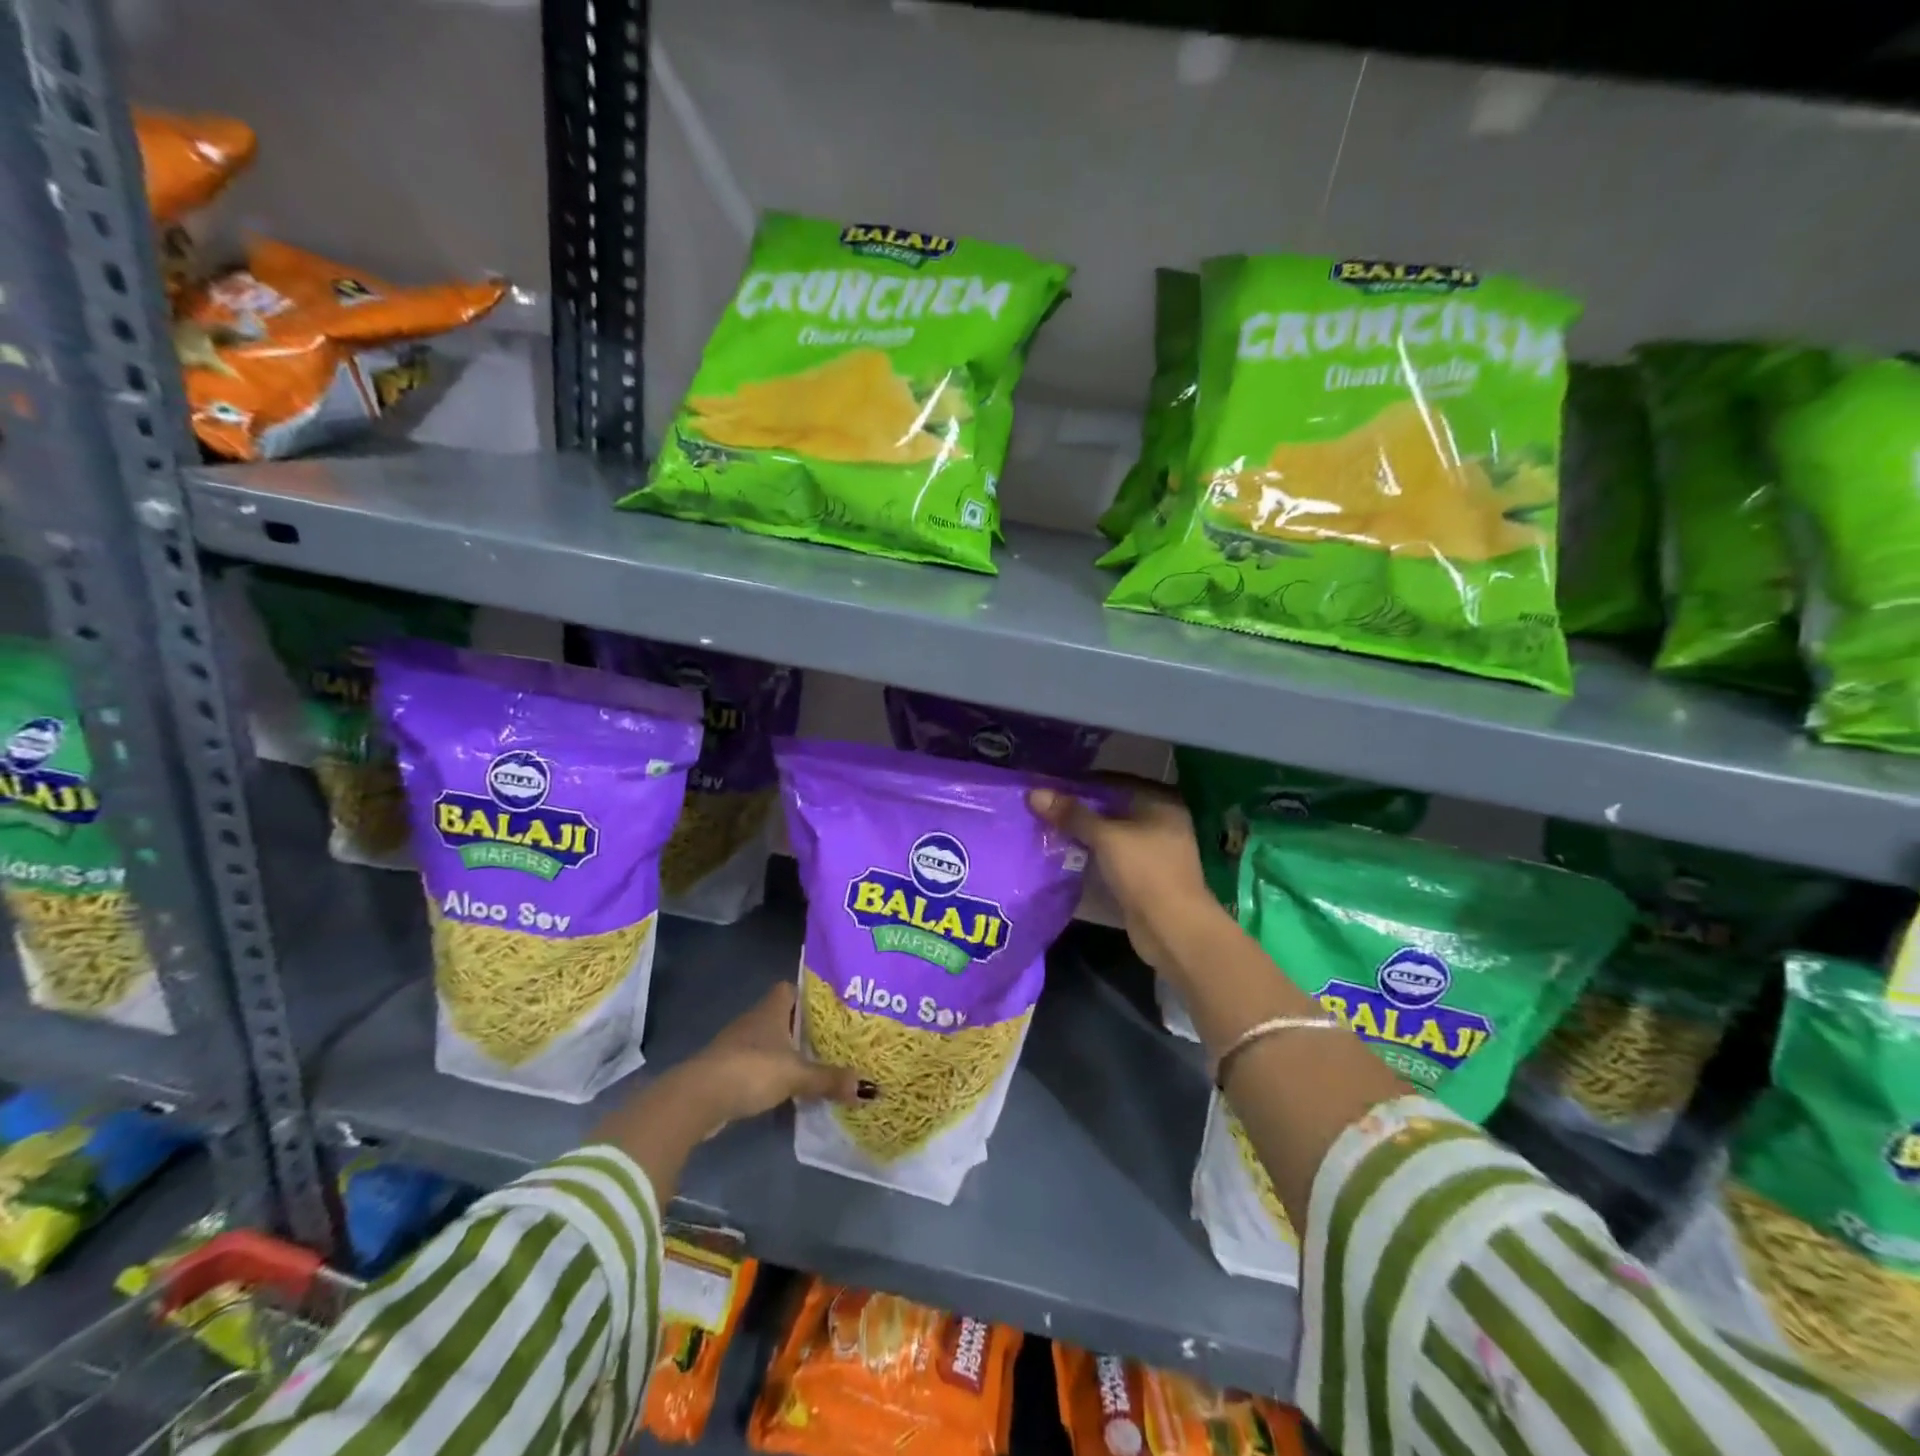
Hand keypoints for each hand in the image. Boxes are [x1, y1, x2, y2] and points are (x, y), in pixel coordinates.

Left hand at [679, 982, 872, 1129]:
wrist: (698, 1098)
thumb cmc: (751, 1070)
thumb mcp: (796, 1075)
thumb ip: (829, 1079)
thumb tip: (869, 1088)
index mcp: (770, 1009)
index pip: (791, 988)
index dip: (810, 993)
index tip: (832, 1005)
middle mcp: (754, 1020)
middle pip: (783, 1016)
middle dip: (805, 1027)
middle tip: (835, 1038)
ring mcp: (738, 1045)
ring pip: (770, 1041)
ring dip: (788, 1052)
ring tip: (818, 1063)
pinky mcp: (728, 1070)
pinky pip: (758, 1065)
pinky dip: (773, 1072)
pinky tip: (789, 1086)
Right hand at [1027, 781, 1220, 974]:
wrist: (1173, 929)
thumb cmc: (1145, 872)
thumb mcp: (1106, 838)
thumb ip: (1072, 815)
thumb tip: (1034, 793)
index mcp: (1160, 802)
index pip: (1114, 782)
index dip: (1081, 783)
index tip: (1049, 785)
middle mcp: (1160, 821)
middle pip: (1112, 808)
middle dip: (1079, 809)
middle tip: (1043, 807)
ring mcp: (1153, 851)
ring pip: (1110, 834)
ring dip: (1083, 833)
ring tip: (1046, 827)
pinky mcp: (1143, 876)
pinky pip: (1111, 856)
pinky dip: (1090, 854)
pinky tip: (1063, 853)